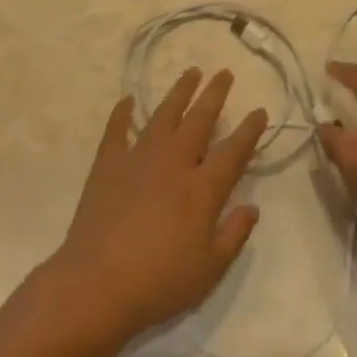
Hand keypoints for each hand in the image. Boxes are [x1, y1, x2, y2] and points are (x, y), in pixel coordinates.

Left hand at [48, 68, 265, 343]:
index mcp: (202, 189)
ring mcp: (138, 159)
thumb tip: (252, 207)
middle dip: (215, 94)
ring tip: (191, 72)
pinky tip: (128, 100)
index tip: (259, 111)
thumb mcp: (210, 269)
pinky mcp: (108, 165)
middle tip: (225, 72)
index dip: (250, 130)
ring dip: (179, 92)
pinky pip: (117, 130)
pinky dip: (123, 113)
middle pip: (199, 120)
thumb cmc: (159, 282)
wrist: (96, 283)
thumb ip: (234, 234)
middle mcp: (173, 163)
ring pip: (163, 116)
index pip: (234, 151)